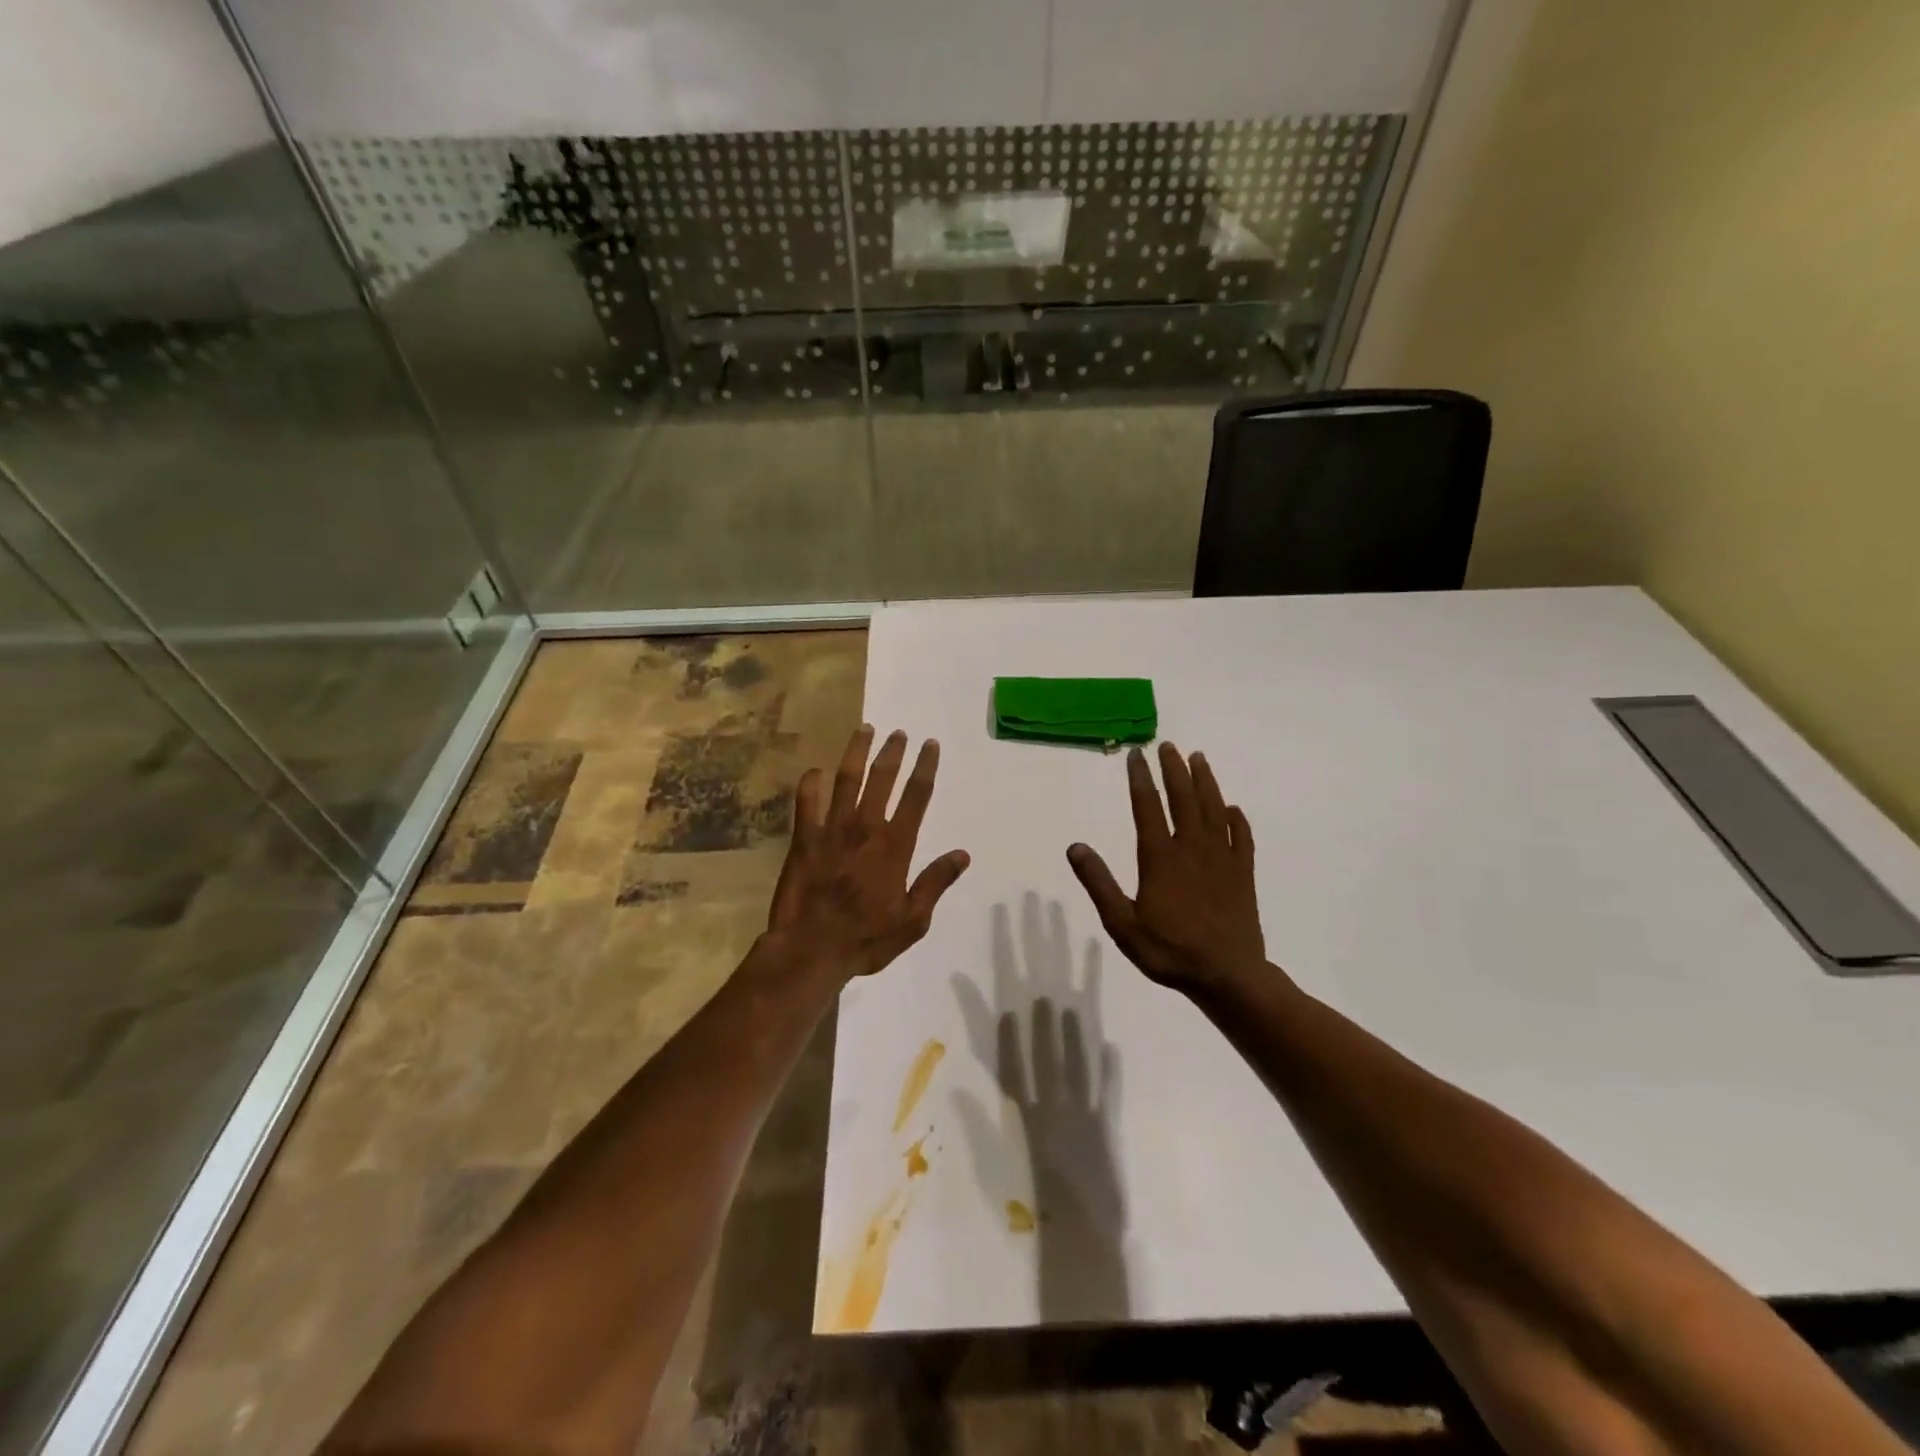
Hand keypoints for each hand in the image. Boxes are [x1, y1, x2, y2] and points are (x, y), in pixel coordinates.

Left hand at [766, 725, 970, 981]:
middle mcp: (865, 827)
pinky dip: (811, 783)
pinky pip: (806, 801)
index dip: (925, 767)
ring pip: (845, 779)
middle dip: (893, 752)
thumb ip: (935, 882)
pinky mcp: (803, 838)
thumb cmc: (866, 938)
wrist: (811, 949)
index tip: (930, 744)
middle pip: (882, 778)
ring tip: (864, 730)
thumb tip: (963, 854)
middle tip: (899, 733)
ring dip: (856, 752)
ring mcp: (831, 829)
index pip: (916, 796)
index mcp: (895, 845)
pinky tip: (816, 771)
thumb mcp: (913, 920)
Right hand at [1066, 742, 1266, 993]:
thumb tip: (1075, 847)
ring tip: (1199, 759)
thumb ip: (1098, 883)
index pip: (1147, 807)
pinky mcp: (1243, 874)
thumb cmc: (1169, 951)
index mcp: (1160, 857)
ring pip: (1214, 810)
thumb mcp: (1122, 924)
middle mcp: (1192, 848)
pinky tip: (1233, 809)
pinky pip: (1243, 838)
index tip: (1136, 754)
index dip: (1140, 778)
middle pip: (1183, 799)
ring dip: (1206, 782)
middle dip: (1174, 769)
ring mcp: (1222, 859)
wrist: (1228, 976)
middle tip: (1169, 745)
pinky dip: (1237, 820)